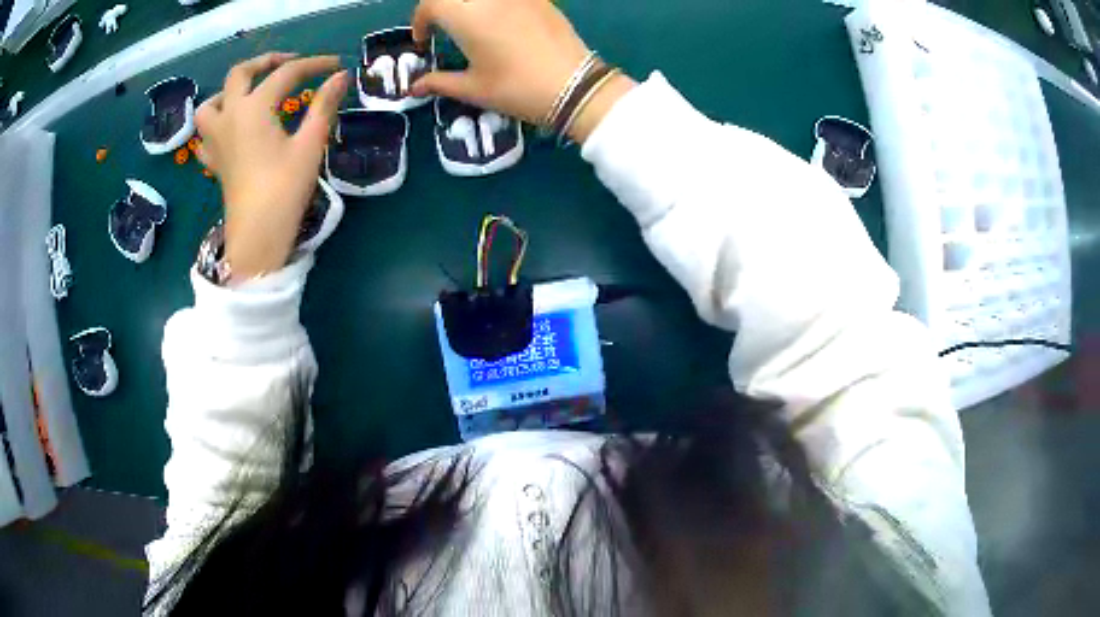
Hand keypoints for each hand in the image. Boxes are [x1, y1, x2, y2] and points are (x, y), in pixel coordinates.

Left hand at [195, 53, 347, 280]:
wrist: (257, 234)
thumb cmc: (284, 188)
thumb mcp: (310, 144)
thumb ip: (324, 105)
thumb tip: (340, 77)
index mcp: (254, 108)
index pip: (287, 74)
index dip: (314, 65)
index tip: (336, 65)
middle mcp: (229, 116)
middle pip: (240, 74)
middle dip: (265, 62)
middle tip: (289, 63)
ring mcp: (216, 140)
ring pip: (211, 103)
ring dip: (228, 91)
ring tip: (248, 94)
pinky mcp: (213, 162)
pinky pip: (205, 136)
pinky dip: (215, 126)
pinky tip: (229, 130)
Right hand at [410, 0, 634, 142]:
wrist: (574, 86)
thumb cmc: (516, 89)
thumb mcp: (473, 89)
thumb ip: (439, 82)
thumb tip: (413, 87)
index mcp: (467, 16)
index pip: (431, 4)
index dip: (420, 20)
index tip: (423, 39)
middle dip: (442, 8)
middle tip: (442, 27)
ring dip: (468, 5)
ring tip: (470, 24)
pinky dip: (494, 5)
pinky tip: (500, 22)